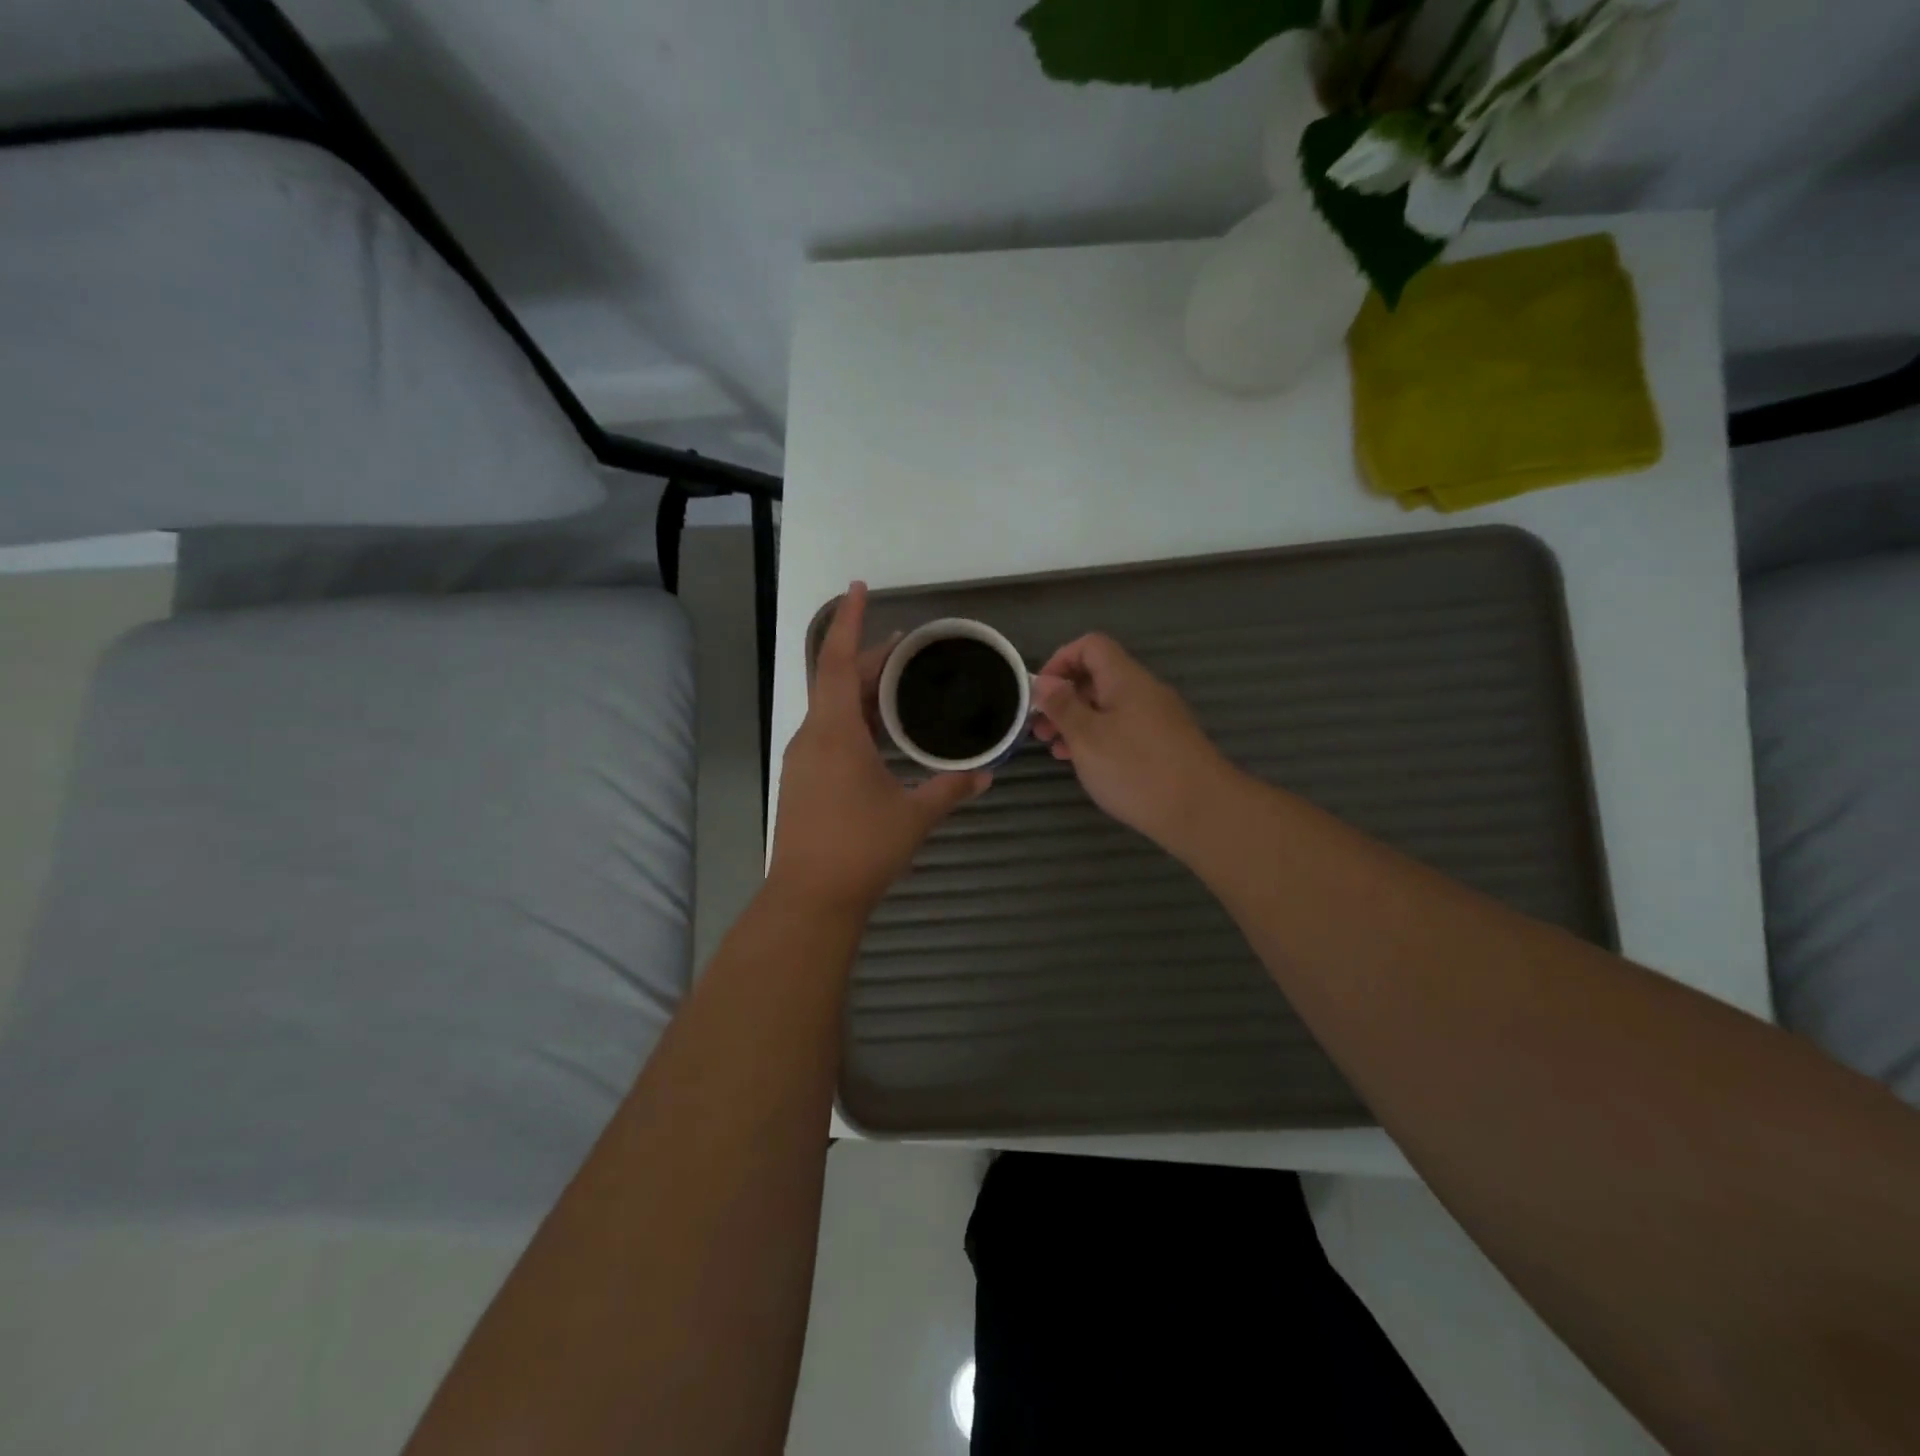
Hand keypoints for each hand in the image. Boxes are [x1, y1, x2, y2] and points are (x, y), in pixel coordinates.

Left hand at [769, 582, 989, 915]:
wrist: (809, 900)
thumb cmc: (861, 849)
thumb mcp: (914, 815)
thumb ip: (951, 789)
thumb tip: (986, 774)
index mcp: (835, 732)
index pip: (841, 662)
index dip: (850, 622)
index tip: (858, 587)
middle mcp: (813, 737)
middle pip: (839, 682)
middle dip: (873, 659)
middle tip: (910, 647)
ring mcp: (803, 760)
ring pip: (833, 709)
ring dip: (864, 691)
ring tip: (900, 683)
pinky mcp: (803, 781)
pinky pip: (829, 733)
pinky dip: (855, 719)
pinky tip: (881, 732)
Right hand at [1032, 633, 1235, 848]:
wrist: (1202, 811)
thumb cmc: (1136, 769)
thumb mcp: (1087, 737)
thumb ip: (1062, 706)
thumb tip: (1044, 682)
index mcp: (1126, 679)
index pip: (1090, 646)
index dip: (1060, 660)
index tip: (1040, 693)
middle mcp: (1144, 691)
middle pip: (1098, 676)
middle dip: (1064, 698)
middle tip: (1039, 729)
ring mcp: (1158, 718)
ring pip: (1109, 707)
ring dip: (1078, 722)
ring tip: (1056, 751)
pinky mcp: (1164, 744)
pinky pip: (1123, 729)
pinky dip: (1099, 738)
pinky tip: (1086, 764)